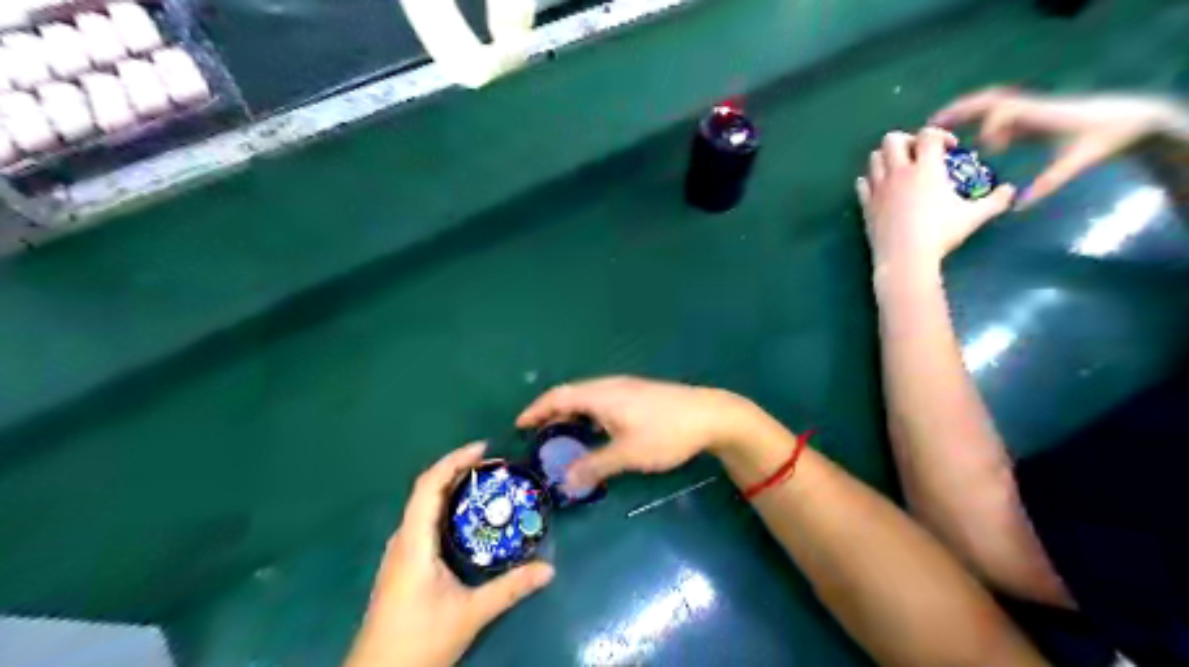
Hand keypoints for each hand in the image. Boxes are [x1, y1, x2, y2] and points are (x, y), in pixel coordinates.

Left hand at [346, 444, 555, 666]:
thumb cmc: (418, 643)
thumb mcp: (470, 614)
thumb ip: (510, 589)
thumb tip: (549, 569)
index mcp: (414, 544)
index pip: (428, 487)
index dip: (453, 461)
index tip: (483, 449)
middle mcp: (402, 541)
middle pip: (426, 491)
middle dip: (457, 470)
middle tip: (493, 465)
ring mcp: (399, 553)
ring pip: (423, 506)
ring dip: (450, 487)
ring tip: (483, 484)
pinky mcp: (402, 565)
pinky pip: (423, 522)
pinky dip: (445, 507)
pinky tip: (466, 518)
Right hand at [517, 376, 755, 490]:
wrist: (710, 415)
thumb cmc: (666, 433)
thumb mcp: (628, 454)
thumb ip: (595, 466)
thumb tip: (566, 480)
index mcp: (601, 395)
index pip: (558, 397)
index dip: (536, 410)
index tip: (519, 425)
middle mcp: (609, 386)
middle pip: (570, 394)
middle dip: (550, 413)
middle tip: (536, 435)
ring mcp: (625, 389)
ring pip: (587, 398)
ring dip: (570, 414)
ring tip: (561, 435)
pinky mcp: (638, 395)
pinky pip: (601, 401)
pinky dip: (587, 415)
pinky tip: (594, 431)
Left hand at [860, 125, 1017, 269]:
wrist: (905, 257)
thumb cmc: (941, 234)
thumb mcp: (974, 217)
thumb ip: (995, 201)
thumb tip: (1011, 191)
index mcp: (926, 168)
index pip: (928, 134)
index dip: (940, 134)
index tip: (949, 149)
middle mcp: (898, 172)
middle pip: (892, 139)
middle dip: (906, 140)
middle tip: (918, 154)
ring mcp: (878, 188)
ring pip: (873, 158)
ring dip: (885, 158)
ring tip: (899, 170)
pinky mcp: (866, 204)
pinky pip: (862, 184)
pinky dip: (869, 181)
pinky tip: (880, 188)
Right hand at [933, 85, 1184, 205]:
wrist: (1128, 119)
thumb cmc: (1103, 139)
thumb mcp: (1076, 163)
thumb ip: (1047, 183)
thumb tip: (1017, 206)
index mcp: (1039, 115)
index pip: (1005, 111)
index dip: (990, 128)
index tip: (985, 149)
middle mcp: (1029, 107)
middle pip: (988, 100)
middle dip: (959, 111)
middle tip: (932, 126)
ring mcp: (1026, 108)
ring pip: (987, 103)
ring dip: (960, 112)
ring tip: (935, 127)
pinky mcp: (1026, 114)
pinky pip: (992, 112)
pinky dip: (971, 119)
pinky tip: (958, 137)